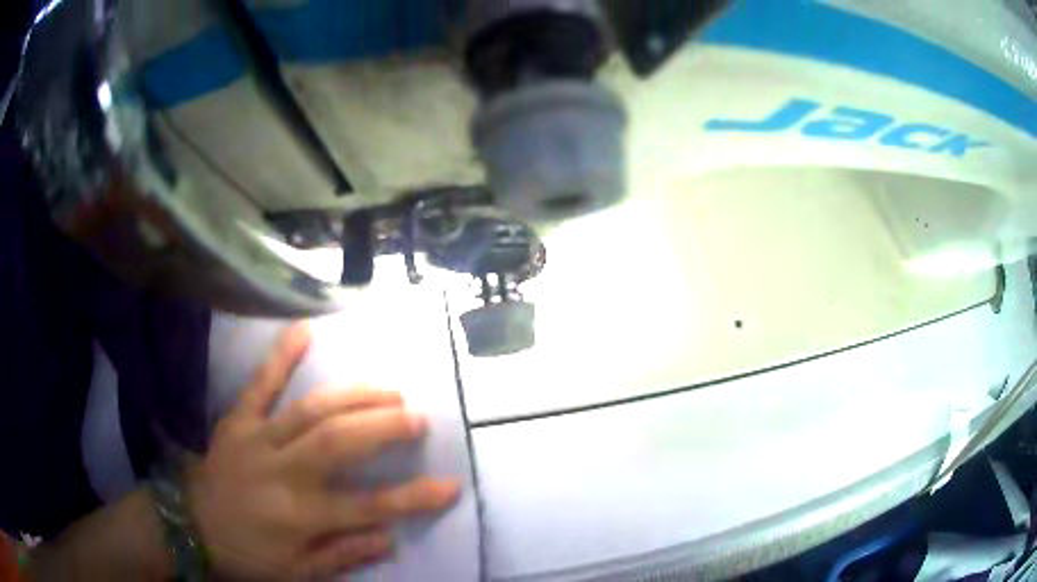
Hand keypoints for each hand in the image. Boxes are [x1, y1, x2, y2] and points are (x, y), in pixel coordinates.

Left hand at [186, 323, 459, 579]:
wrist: (188, 528)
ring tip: (388, 387)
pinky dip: (281, 357)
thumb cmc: (247, 556)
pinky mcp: (236, 423)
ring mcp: (257, 441)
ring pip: (311, 410)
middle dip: (385, 426)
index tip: (452, 484)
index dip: (414, 498)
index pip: (369, 507)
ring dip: (354, 395)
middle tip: (418, 417)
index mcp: (300, 517)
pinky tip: (305, 330)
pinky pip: (259, 385)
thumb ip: (342, 555)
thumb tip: (389, 537)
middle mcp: (283, 474)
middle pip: (340, 443)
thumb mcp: (297, 574)